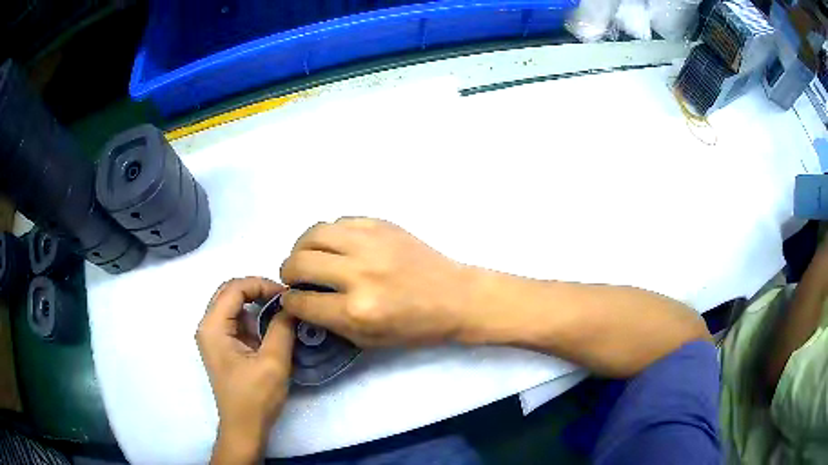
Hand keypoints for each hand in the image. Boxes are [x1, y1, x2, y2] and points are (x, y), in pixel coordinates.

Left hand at [197, 277, 294, 463]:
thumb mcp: (273, 362)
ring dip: (256, 303)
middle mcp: (208, 326)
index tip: (287, 295)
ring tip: (281, 311)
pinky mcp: (222, 347)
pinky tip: (271, 327)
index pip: (234, 288)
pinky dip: (253, 318)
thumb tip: (292, 305)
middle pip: (230, 292)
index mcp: (213, 327)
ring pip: (232, 305)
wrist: (245, 427)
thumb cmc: (255, 397)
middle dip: (257, 290)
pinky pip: (236, 321)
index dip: (261, 285)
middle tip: (284, 299)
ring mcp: (213, 337)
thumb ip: (282, 328)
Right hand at [279, 218, 471, 346]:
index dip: (290, 301)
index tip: (291, 299)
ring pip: (314, 233)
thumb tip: (301, 302)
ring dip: (301, 246)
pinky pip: (340, 221)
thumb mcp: (369, 340)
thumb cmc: (415, 326)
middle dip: (287, 271)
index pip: (302, 301)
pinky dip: (329, 234)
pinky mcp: (381, 225)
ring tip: (307, 256)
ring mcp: (371, 244)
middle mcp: (359, 273)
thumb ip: (330, 323)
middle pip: (300, 262)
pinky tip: (335, 245)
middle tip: (294, 277)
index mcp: (357, 311)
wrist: (455, 296)